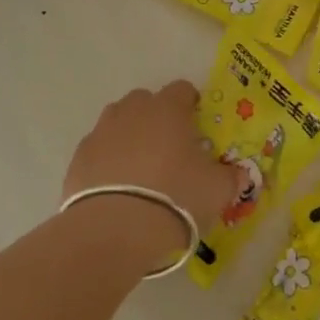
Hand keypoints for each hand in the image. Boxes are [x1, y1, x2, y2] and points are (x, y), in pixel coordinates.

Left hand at [62, 82, 246, 264]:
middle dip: (158, 117)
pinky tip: (116, 185)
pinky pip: (98, 149)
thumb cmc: (175, 198)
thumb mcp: (217, 190)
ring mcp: (101, 132)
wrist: (115, 229)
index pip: (182, 89)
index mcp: (168, 110)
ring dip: (130, 135)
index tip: (197, 124)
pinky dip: (108, 159)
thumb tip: (240, 173)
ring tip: (141, 166)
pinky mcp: (79, 157)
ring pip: (118, 121)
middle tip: (170, 147)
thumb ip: (231, 177)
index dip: (191, 103)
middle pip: (146, 101)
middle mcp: (132, 111)